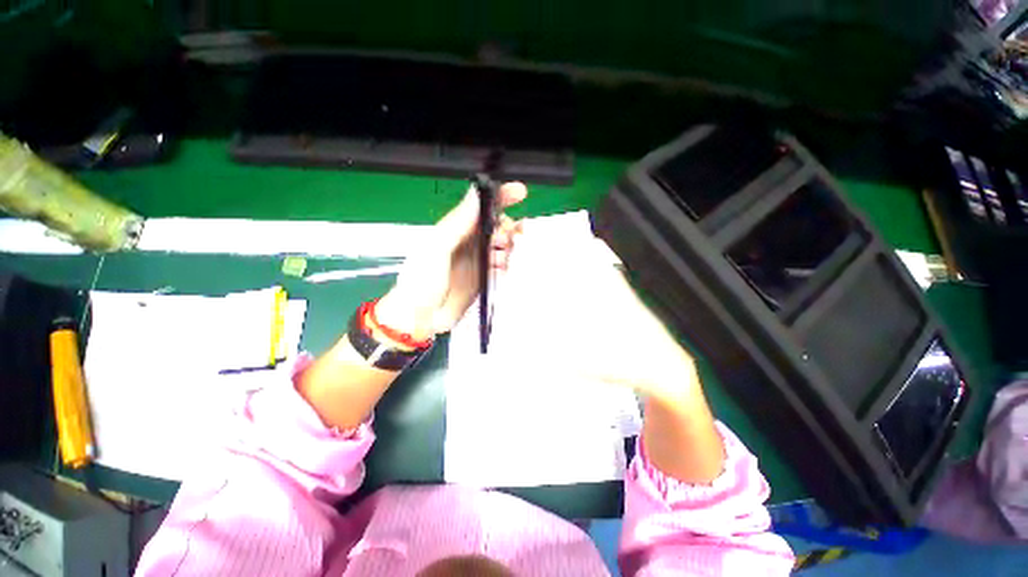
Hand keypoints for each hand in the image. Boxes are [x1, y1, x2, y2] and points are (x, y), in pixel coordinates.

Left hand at [375, 182, 526, 340]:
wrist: (421, 318)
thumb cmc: (421, 280)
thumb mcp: (436, 248)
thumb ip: (458, 222)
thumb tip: (476, 192)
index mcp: (456, 229)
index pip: (482, 206)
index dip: (501, 196)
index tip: (521, 193)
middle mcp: (470, 242)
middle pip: (498, 226)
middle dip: (507, 228)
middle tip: (502, 240)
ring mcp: (478, 260)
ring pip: (504, 246)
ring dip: (507, 249)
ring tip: (496, 260)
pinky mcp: (485, 277)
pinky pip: (503, 265)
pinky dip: (506, 266)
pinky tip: (498, 271)